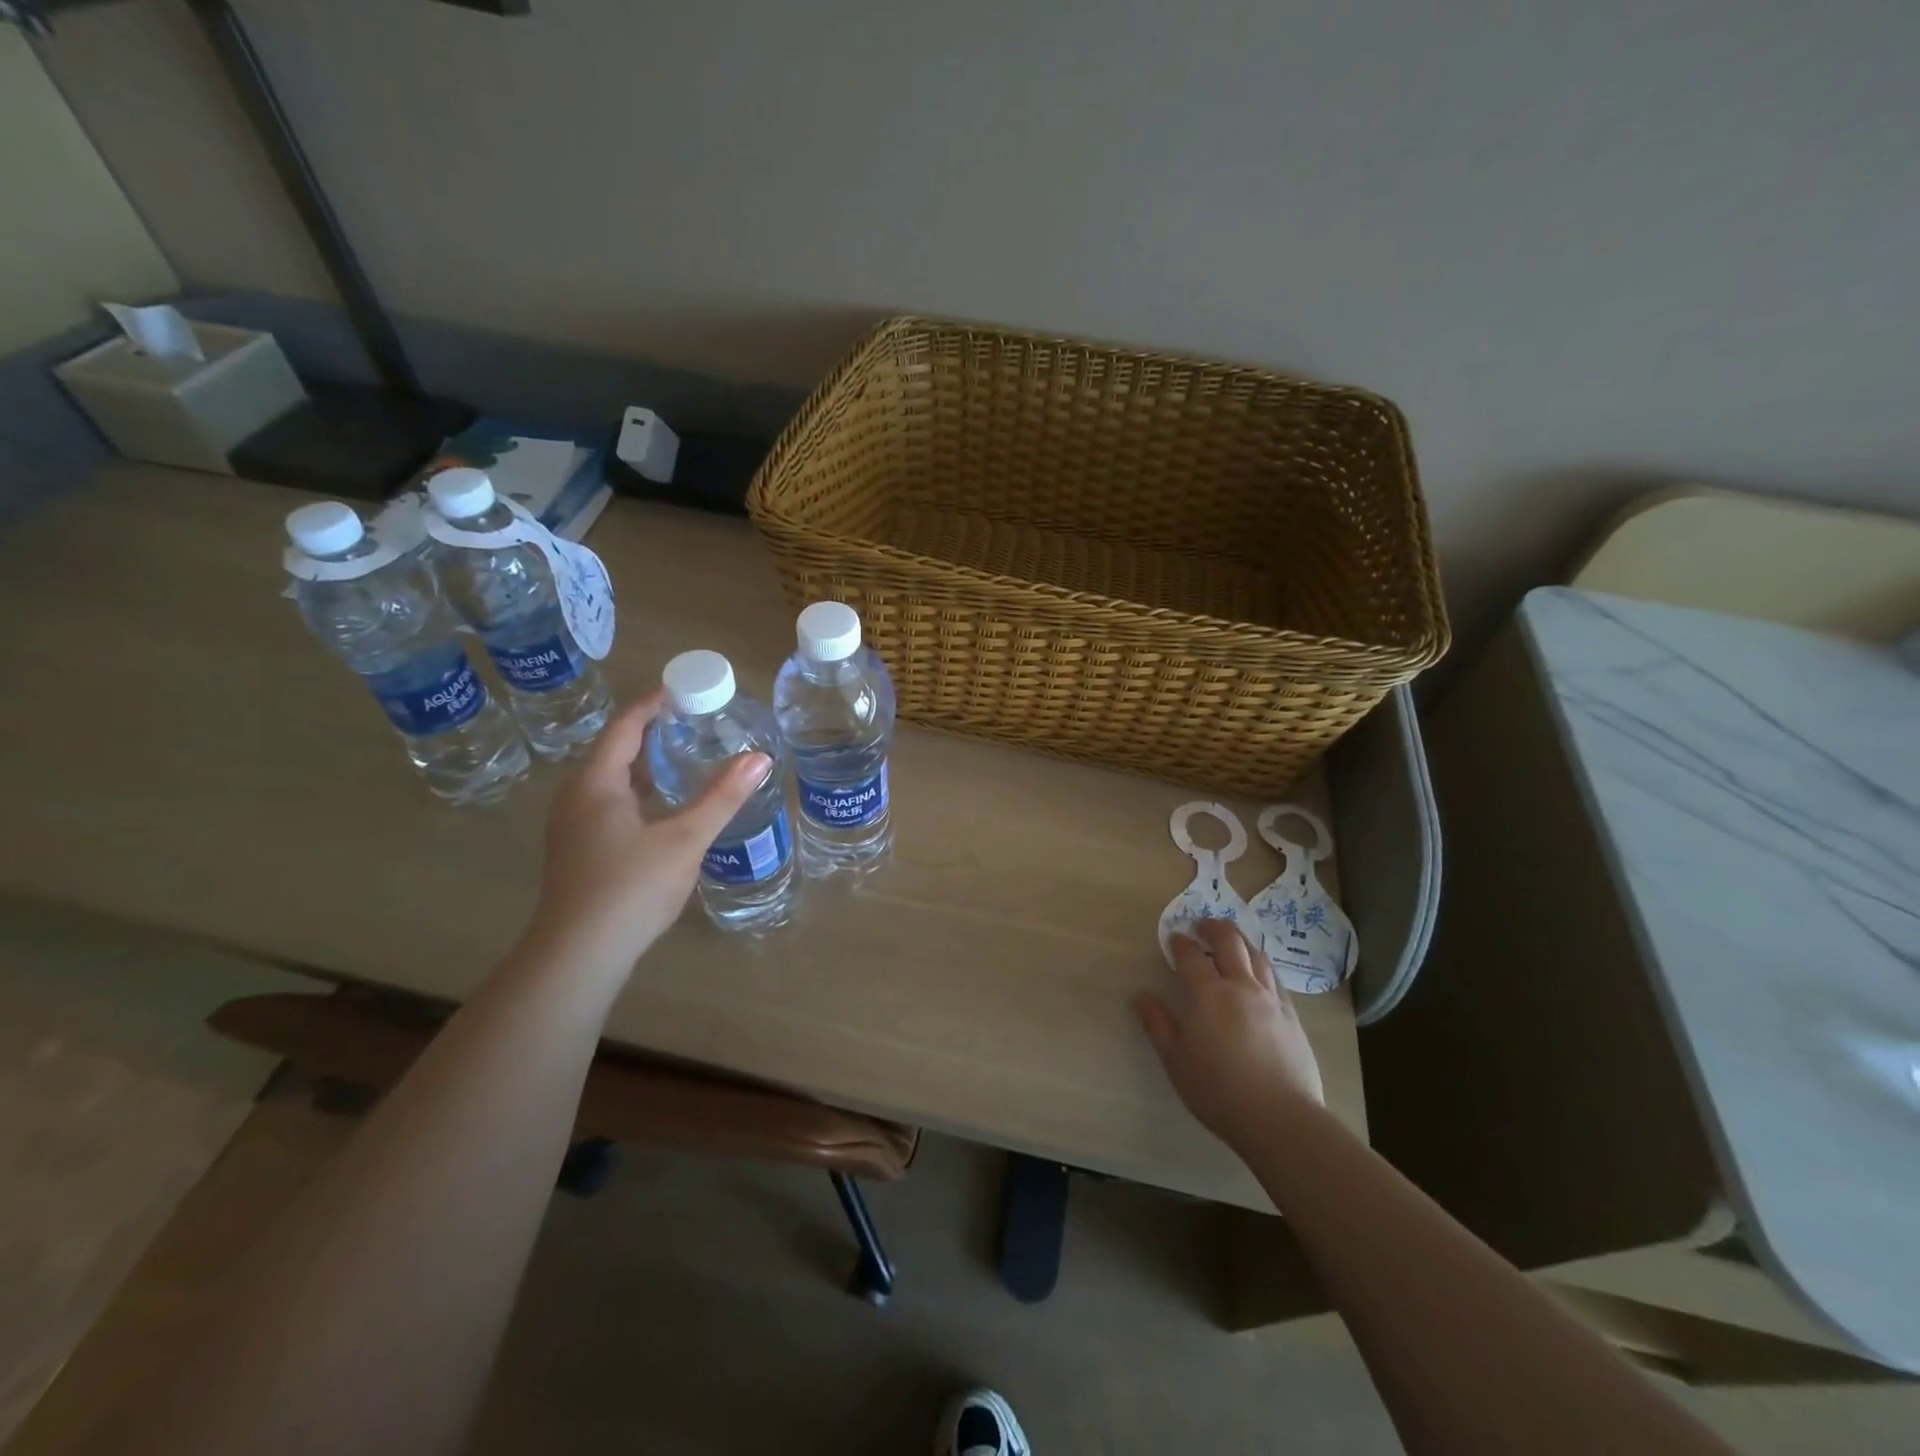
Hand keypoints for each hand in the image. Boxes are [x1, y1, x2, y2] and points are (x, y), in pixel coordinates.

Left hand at [524, 692, 768, 973]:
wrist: (578, 955)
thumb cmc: (630, 888)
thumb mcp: (685, 839)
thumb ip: (723, 797)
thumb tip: (761, 758)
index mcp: (596, 782)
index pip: (625, 725)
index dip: (654, 703)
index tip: (686, 688)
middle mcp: (576, 796)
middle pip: (616, 749)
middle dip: (654, 732)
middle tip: (697, 721)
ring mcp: (573, 825)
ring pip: (612, 780)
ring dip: (647, 764)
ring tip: (687, 756)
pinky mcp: (579, 850)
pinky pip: (610, 803)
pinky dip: (639, 791)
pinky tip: (667, 806)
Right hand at [1135, 918, 1323, 1147]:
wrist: (1281, 1119)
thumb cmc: (1219, 1090)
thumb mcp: (1176, 1060)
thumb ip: (1158, 1025)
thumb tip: (1140, 997)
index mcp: (1208, 994)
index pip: (1191, 956)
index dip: (1180, 943)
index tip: (1174, 938)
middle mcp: (1241, 987)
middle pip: (1229, 942)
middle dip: (1214, 928)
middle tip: (1202, 925)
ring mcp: (1271, 999)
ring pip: (1257, 955)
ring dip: (1240, 941)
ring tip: (1232, 942)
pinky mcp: (1292, 1016)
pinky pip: (1276, 978)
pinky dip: (1262, 965)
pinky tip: (1259, 974)